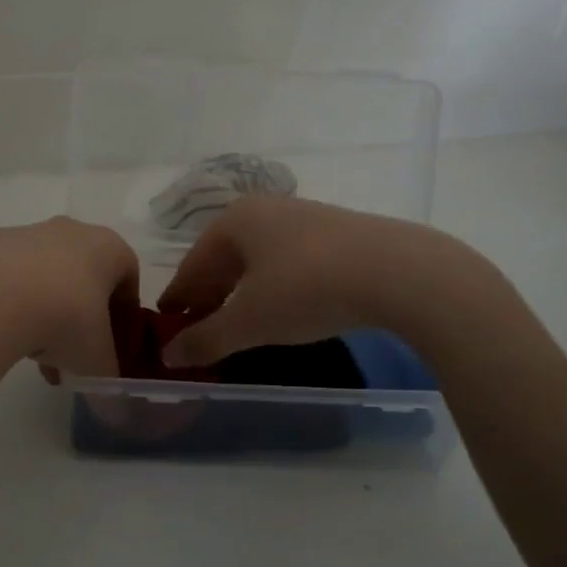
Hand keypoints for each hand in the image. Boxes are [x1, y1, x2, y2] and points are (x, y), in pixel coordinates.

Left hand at [0, 217, 138, 378]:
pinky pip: (12, 279)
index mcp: (109, 248)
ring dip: (48, 315)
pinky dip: (15, 306)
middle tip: (73, 358)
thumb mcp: (95, 360)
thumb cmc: (65, 318)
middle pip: (86, 279)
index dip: (125, 318)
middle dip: (82, 320)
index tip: (114, 348)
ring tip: (35, 358)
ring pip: (48, 279)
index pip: (129, 280)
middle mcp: (72, 231)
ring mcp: (29, 233)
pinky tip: (6, 338)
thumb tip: (114, 410)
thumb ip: (108, 381)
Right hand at [158, 198, 438, 367]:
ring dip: (243, 292)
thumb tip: (169, 356)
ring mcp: (304, 217)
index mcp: (234, 221)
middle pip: (224, 259)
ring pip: (258, 259)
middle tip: (201, 329)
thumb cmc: (306, 289)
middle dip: (211, 295)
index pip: (193, 264)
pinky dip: (275, 286)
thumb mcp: (250, 321)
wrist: (397, 272)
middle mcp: (265, 210)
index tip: (168, 325)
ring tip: (240, 323)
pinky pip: (290, 261)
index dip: (179, 298)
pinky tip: (284, 308)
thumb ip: (206, 339)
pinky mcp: (338, 233)